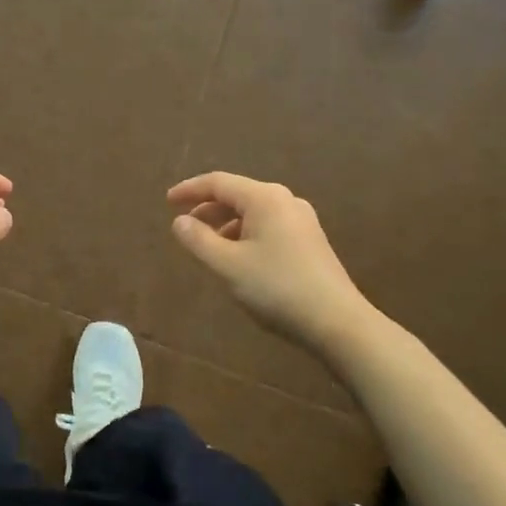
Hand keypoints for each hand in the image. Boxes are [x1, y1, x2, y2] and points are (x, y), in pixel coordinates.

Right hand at [167, 172, 370, 352]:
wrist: (338, 322)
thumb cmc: (277, 288)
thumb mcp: (228, 265)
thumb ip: (198, 240)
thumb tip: (179, 222)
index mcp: (264, 198)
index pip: (218, 182)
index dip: (190, 190)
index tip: (167, 202)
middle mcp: (284, 200)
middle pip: (237, 194)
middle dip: (207, 208)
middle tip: (184, 225)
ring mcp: (302, 220)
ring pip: (253, 212)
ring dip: (226, 224)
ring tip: (208, 246)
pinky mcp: (311, 240)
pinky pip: (268, 225)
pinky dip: (246, 234)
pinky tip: (239, 258)